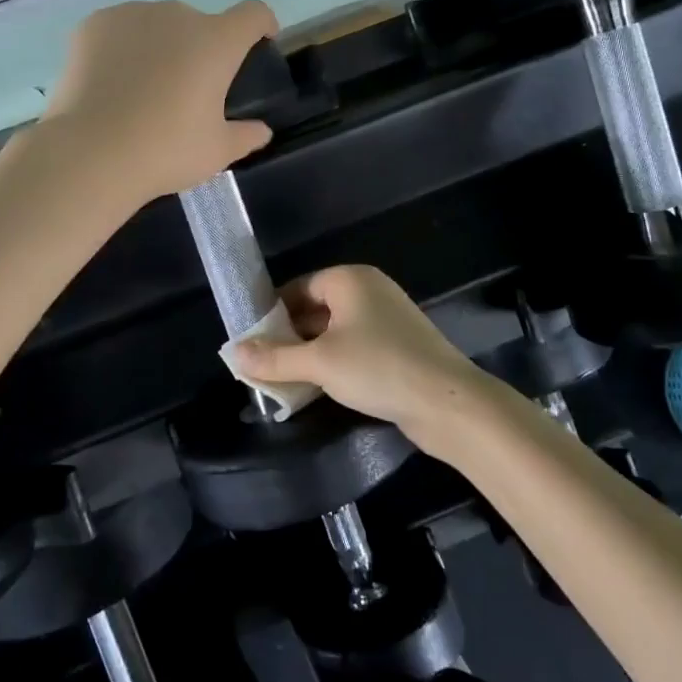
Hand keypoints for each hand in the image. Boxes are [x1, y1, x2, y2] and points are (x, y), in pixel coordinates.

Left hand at [43, 0, 278, 199]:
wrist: (90, 153)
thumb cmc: (165, 151)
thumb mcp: (217, 152)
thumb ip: (245, 136)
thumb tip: (260, 131)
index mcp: (216, 42)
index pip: (253, 13)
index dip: (261, 25)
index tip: (259, 42)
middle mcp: (177, 16)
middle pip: (200, 23)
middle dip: (200, 48)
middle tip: (187, 90)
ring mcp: (132, 14)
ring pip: (157, 24)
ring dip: (161, 45)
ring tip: (143, 88)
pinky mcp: (94, 24)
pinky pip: (120, 29)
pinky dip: (123, 48)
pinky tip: (111, 83)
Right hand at [230, 266, 495, 443]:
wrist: (448, 402)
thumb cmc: (378, 367)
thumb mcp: (319, 363)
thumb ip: (274, 358)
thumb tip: (233, 353)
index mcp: (350, 280)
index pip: (299, 287)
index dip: (272, 311)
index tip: (250, 339)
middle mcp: (369, 290)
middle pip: (316, 308)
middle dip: (288, 336)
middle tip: (261, 364)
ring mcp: (387, 318)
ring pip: (334, 331)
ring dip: (310, 353)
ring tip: (282, 380)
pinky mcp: (398, 346)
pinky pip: (354, 347)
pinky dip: (334, 363)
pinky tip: (318, 388)